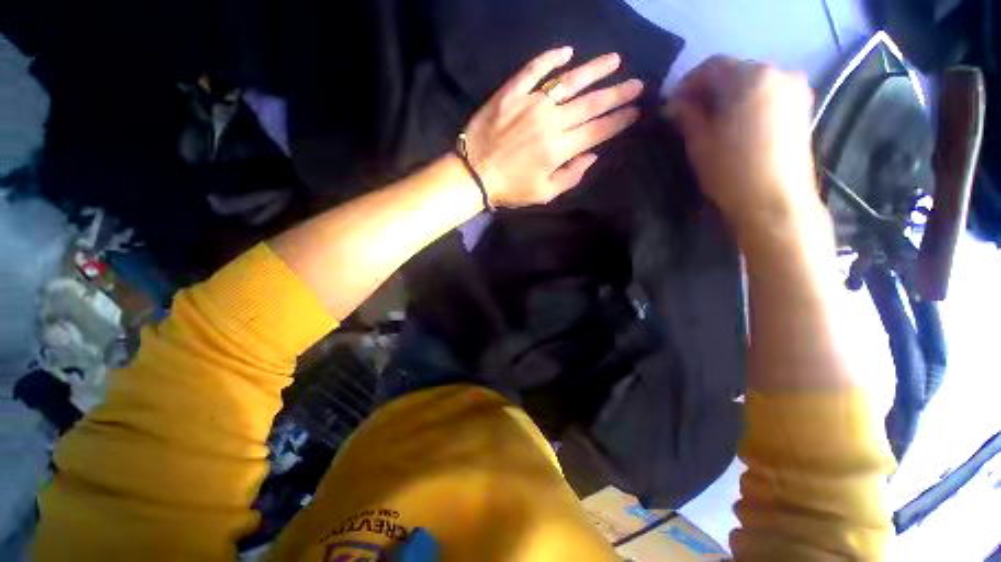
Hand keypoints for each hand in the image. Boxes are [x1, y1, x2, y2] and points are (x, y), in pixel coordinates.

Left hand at [463, 47, 642, 207]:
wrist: (474, 174)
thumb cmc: (510, 189)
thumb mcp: (544, 193)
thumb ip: (571, 175)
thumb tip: (592, 155)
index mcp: (559, 149)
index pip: (597, 130)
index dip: (618, 120)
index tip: (635, 111)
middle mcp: (550, 121)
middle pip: (590, 104)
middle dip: (617, 94)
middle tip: (637, 84)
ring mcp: (530, 103)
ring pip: (569, 81)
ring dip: (595, 70)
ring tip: (615, 61)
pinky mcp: (511, 93)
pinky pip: (533, 70)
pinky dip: (550, 59)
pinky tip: (566, 52)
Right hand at [665, 57, 820, 233]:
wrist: (775, 202)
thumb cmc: (731, 170)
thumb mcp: (699, 142)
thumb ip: (686, 115)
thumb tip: (672, 105)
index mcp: (751, 77)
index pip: (712, 66)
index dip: (687, 83)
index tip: (671, 105)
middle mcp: (779, 73)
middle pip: (734, 72)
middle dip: (707, 90)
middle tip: (686, 114)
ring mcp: (795, 90)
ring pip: (751, 84)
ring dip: (727, 97)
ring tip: (708, 122)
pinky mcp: (802, 108)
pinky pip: (767, 95)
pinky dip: (746, 104)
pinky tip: (733, 125)